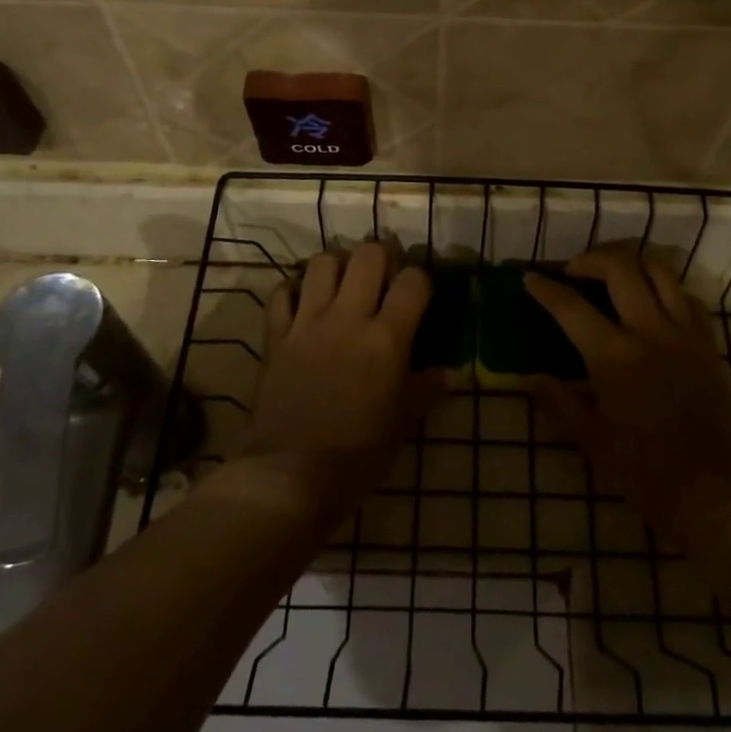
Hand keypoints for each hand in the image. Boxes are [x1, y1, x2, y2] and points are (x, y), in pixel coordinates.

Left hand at [233, 241, 442, 524]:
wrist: (290, 475)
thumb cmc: (357, 454)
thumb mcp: (401, 422)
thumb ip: (426, 388)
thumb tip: (455, 374)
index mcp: (387, 339)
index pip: (412, 282)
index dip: (420, 280)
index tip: (418, 295)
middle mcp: (348, 318)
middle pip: (368, 255)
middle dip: (381, 257)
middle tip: (383, 277)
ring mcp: (307, 323)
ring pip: (322, 263)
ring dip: (337, 265)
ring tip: (343, 284)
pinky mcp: (276, 335)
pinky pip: (281, 292)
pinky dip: (293, 290)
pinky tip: (303, 303)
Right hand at [525, 248, 730, 545]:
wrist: (713, 490)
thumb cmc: (644, 470)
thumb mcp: (591, 440)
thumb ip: (558, 401)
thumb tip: (529, 378)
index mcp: (614, 356)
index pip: (570, 306)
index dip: (545, 288)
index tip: (530, 277)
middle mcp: (649, 331)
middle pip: (619, 268)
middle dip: (590, 259)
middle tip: (573, 271)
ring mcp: (684, 332)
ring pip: (659, 269)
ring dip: (631, 261)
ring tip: (613, 272)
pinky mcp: (708, 341)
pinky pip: (686, 295)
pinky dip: (665, 287)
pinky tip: (652, 301)